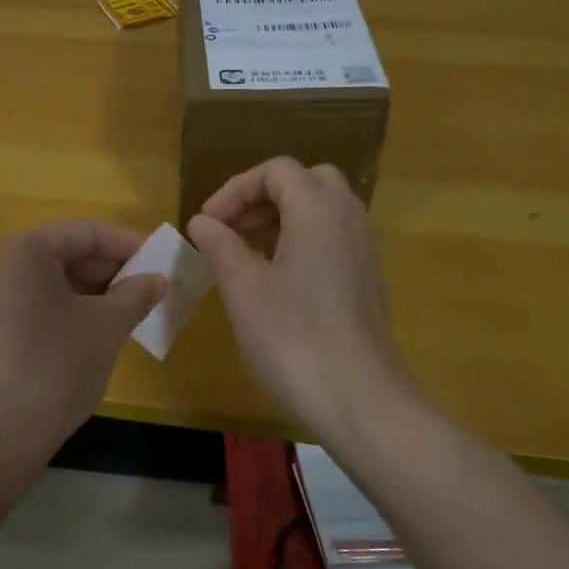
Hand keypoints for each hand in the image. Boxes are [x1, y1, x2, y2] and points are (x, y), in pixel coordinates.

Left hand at [0, 221, 164, 452]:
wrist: (1, 433)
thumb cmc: (57, 364)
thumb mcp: (107, 325)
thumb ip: (136, 293)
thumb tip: (157, 279)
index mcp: (24, 251)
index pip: (85, 233)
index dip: (128, 244)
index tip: (161, 261)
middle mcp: (0, 266)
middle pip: (67, 254)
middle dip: (112, 270)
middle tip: (151, 288)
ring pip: (54, 283)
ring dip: (95, 293)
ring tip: (132, 311)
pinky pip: (38, 306)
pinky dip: (71, 311)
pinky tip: (100, 332)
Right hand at [188, 158, 413, 444]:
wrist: (358, 397)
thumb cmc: (293, 336)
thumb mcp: (243, 287)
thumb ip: (220, 244)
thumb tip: (202, 222)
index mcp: (318, 209)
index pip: (275, 171)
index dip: (235, 190)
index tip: (207, 224)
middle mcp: (348, 218)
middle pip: (304, 182)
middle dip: (262, 198)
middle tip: (231, 229)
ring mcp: (363, 249)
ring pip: (321, 210)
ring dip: (280, 219)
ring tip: (245, 253)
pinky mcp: (366, 278)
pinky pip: (331, 238)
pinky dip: (300, 240)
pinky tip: (275, 279)